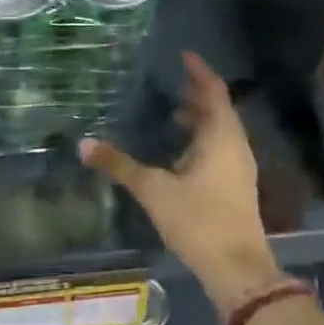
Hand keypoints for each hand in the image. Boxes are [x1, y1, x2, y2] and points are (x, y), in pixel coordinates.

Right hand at [80, 52, 279, 310]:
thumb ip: (119, 166)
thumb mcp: (153, 190)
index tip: (184, 56)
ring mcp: (240, 167)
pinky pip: (221, 150)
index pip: (213, 91)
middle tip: (175, 83)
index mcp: (221, 136)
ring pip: (221, 131)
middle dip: (198, 95)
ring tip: (174, 115)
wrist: (238, 269)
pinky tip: (183, 155)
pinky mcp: (237, 186)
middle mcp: (235, 145)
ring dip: (201, 120)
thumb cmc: (198, 220)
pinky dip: (203, 140)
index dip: (199, 71)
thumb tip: (83, 144)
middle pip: (219, 109)